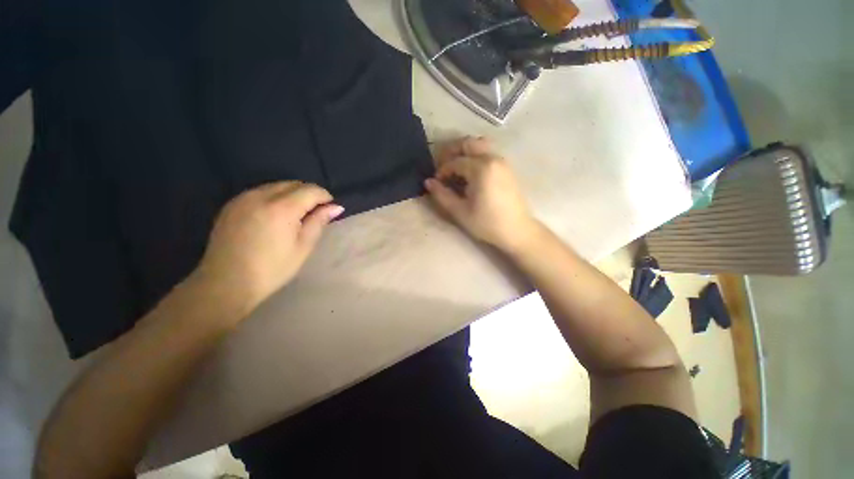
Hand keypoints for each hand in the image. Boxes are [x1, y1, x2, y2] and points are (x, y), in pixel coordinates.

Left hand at [196, 181, 343, 311]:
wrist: (226, 283)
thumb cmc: (272, 269)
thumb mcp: (303, 247)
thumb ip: (318, 222)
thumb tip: (336, 207)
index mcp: (281, 208)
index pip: (310, 190)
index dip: (325, 197)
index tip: (330, 209)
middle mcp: (261, 196)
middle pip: (293, 184)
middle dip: (309, 194)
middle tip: (314, 213)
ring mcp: (243, 198)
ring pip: (276, 186)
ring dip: (292, 194)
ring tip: (295, 215)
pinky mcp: (231, 204)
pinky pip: (260, 192)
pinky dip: (274, 198)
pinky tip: (275, 216)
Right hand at [425, 137, 539, 252]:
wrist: (517, 230)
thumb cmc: (487, 223)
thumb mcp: (460, 212)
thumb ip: (442, 195)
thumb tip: (428, 182)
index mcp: (481, 168)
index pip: (455, 162)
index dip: (442, 170)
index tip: (437, 182)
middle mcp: (493, 159)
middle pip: (468, 143)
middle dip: (452, 151)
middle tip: (442, 166)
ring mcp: (502, 162)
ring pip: (480, 145)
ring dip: (464, 152)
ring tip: (455, 168)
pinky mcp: (507, 168)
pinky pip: (488, 153)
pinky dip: (475, 157)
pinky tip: (469, 173)